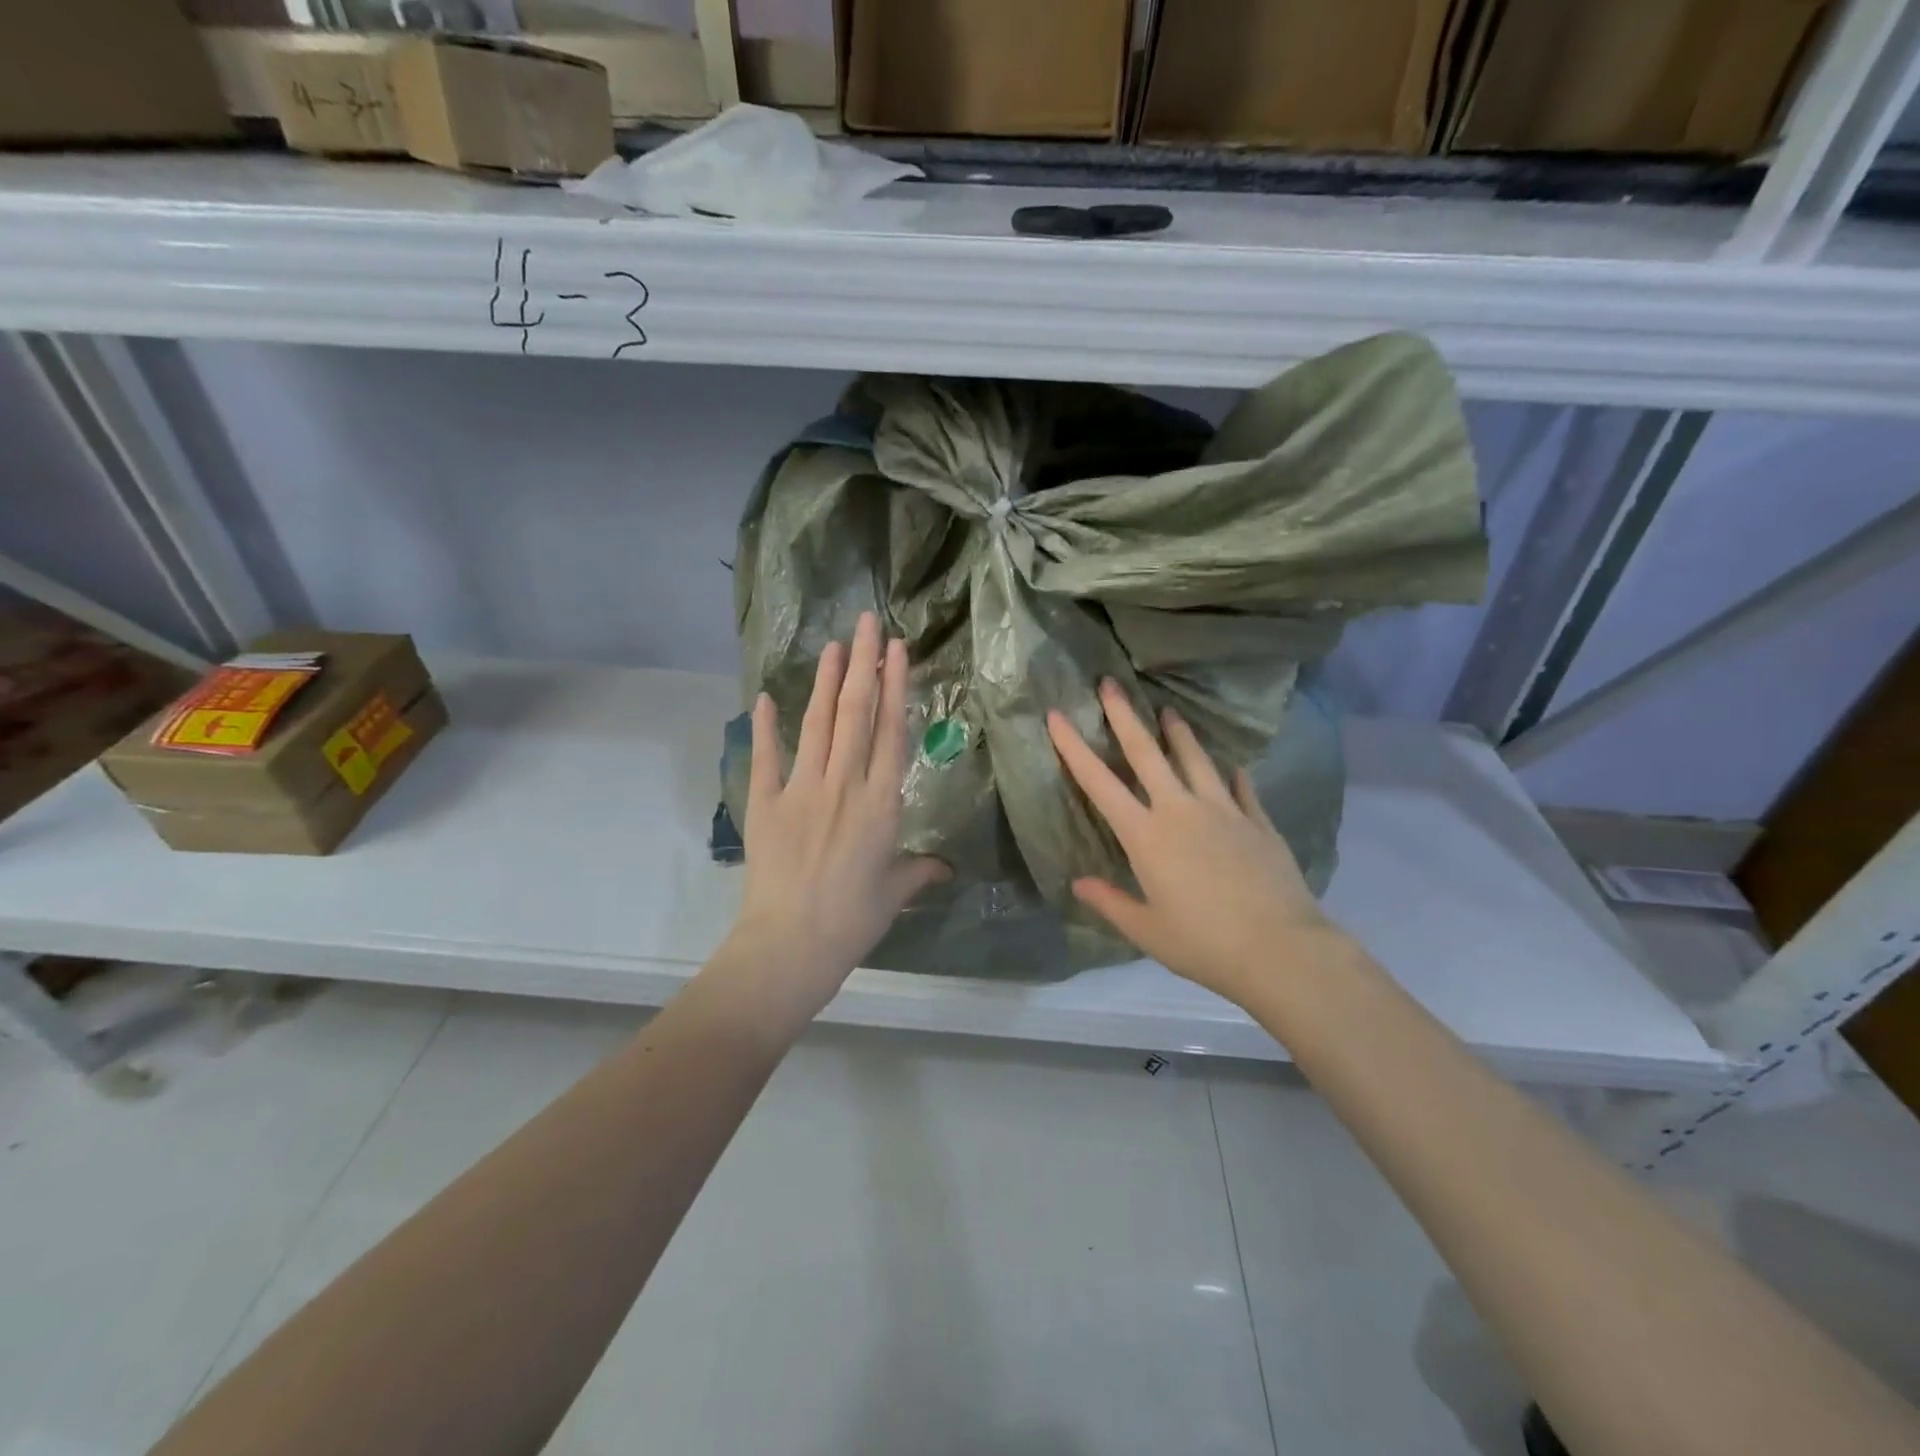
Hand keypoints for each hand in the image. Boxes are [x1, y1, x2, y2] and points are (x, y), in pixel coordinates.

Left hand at [725, 613, 948, 1018]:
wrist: (790, 945)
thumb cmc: (852, 921)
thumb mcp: (894, 894)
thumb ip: (920, 871)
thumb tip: (946, 867)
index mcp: (881, 803)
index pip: (891, 732)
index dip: (894, 686)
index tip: (896, 650)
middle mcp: (844, 785)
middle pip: (856, 714)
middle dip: (862, 664)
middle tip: (865, 622)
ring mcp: (802, 790)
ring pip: (818, 724)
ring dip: (827, 681)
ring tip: (833, 645)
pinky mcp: (766, 803)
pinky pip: (766, 757)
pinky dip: (765, 726)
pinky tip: (766, 696)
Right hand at [1046, 680, 1351, 1007]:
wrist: (1280, 949)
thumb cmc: (1203, 943)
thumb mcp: (1146, 930)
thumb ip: (1110, 902)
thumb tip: (1078, 883)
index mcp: (1146, 836)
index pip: (1099, 783)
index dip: (1073, 747)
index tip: (1057, 715)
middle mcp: (1180, 810)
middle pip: (1146, 753)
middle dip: (1124, 716)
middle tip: (1110, 684)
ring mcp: (1223, 810)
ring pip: (1195, 759)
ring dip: (1178, 732)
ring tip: (1168, 710)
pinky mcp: (1257, 821)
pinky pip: (1240, 787)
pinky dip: (1231, 774)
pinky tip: (1231, 766)